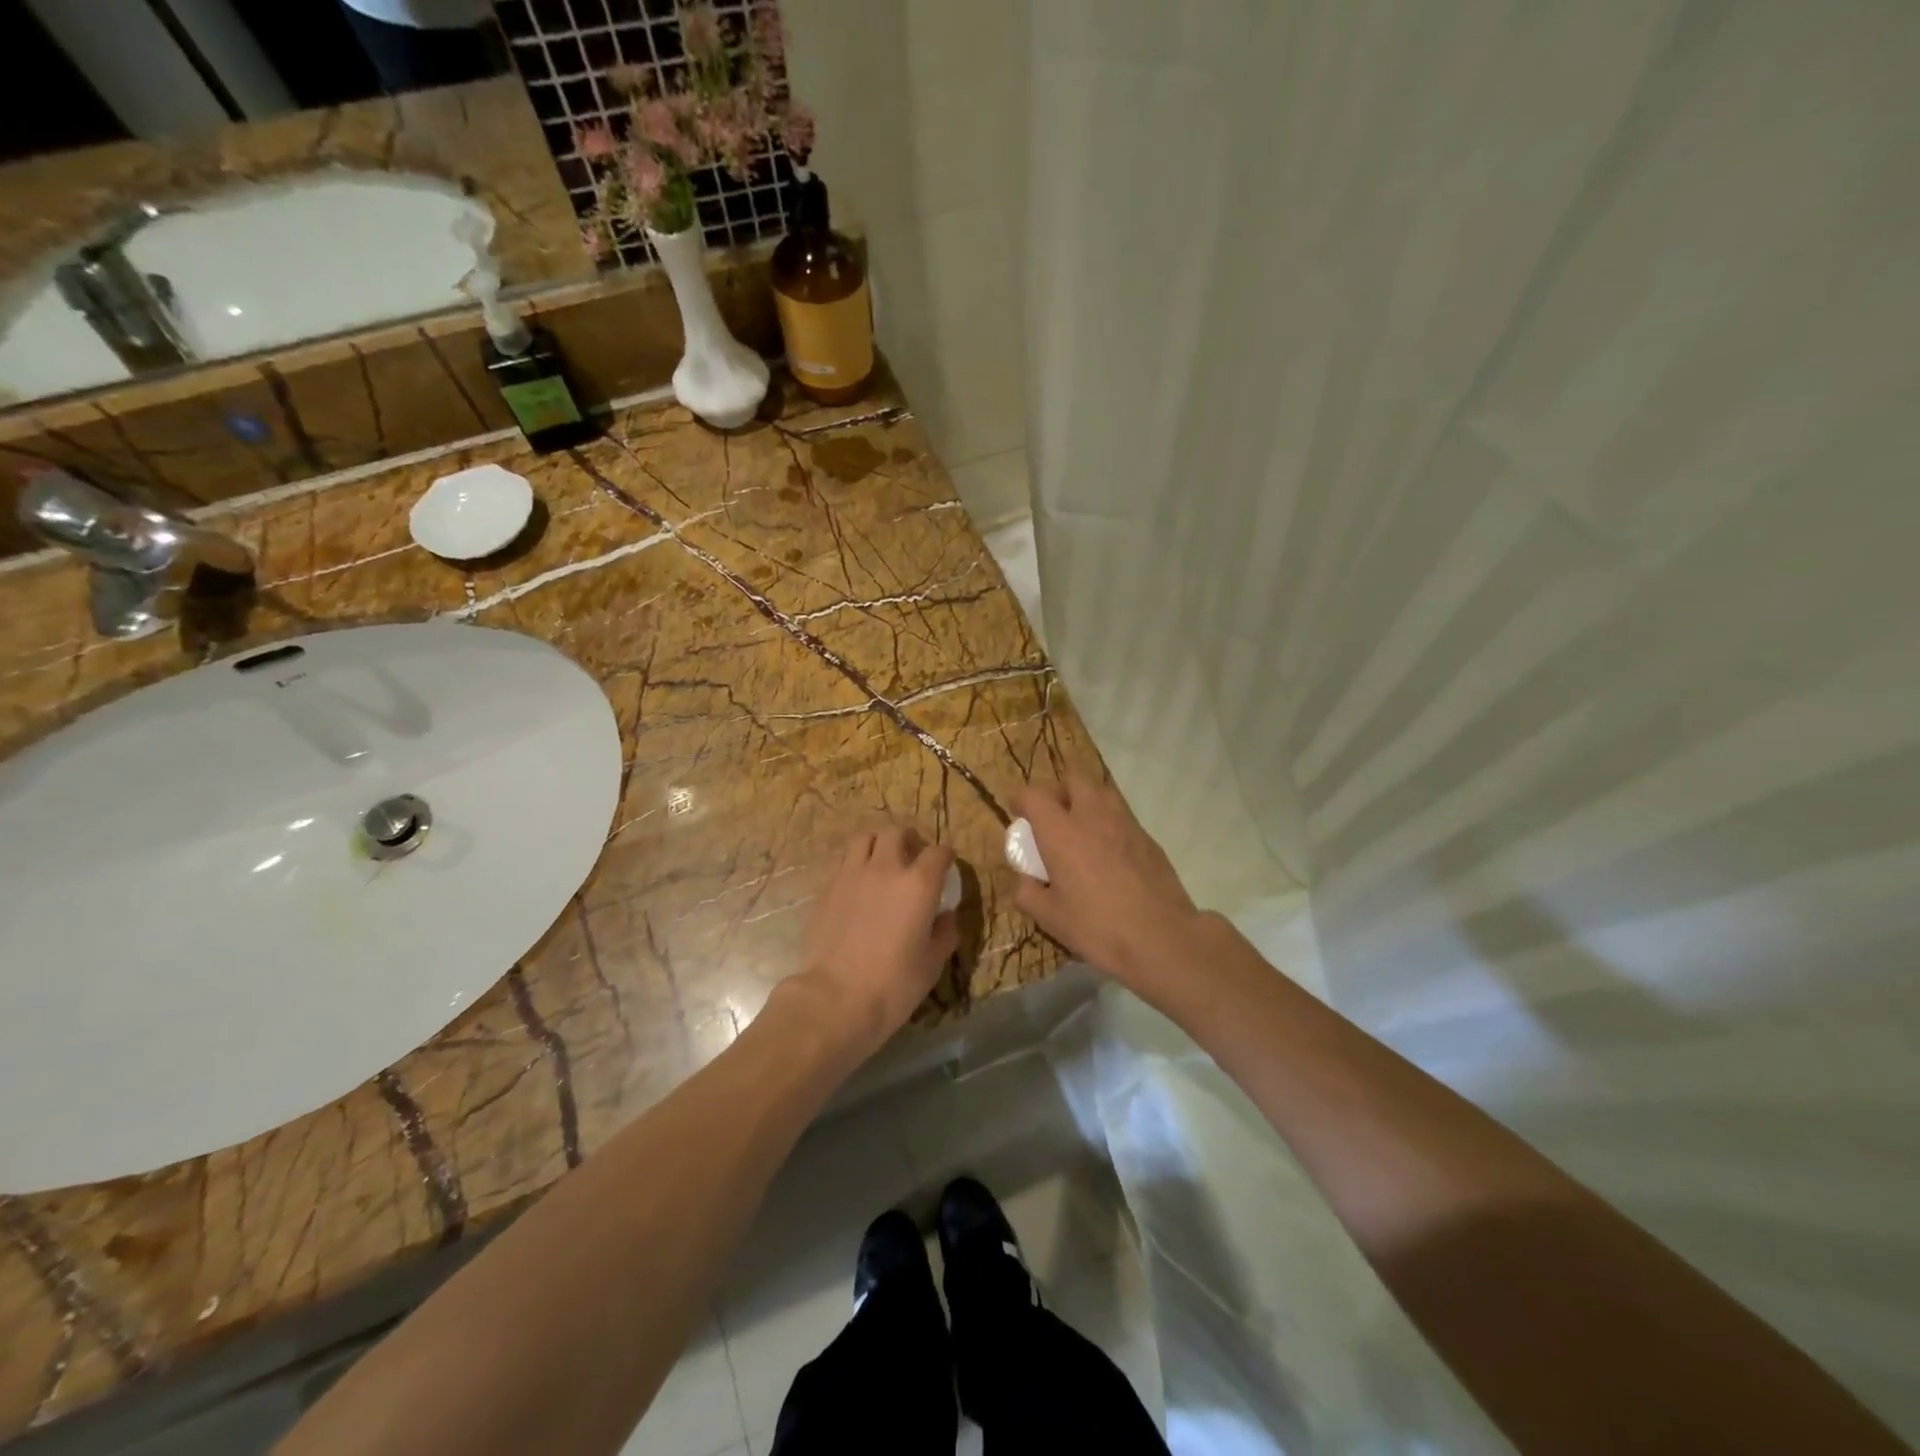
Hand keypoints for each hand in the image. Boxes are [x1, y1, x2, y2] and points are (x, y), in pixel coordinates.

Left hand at [796, 824, 957, 1056]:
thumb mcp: (932, 964)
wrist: (835, 998)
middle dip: (909, 840)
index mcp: (919, 884)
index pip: (938, 852)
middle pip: (897, 833)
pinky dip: (855, 864)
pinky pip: (844, 861)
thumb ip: (944, 933)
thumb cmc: (893, 985)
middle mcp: (886, 869)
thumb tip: (946, 916)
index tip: (947, 866)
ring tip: (881, 863)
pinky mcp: (827, 887)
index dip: (946, 856)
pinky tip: (858, 884)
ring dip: (878, 845)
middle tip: (912, 857)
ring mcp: (852, 874)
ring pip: (865, 838)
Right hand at [1011, 776, 1203, 990]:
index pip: (1034, 795)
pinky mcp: (1148, 838)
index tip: (1017, 813)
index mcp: (1061, 832)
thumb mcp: (1050, 918)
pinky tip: (1109, 855)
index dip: (1021, 800)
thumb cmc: (1098, 927)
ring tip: (1082, 832)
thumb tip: (1027, 881)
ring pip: (1102, 793)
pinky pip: (1122, 817)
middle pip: (1073, 780)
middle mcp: (1093, 817)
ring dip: (1087, 803)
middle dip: (1058, 792)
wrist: (1161, 938)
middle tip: (1053, 818)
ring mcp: (1125, 824)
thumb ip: (1028, 893)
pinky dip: (1109, 825)